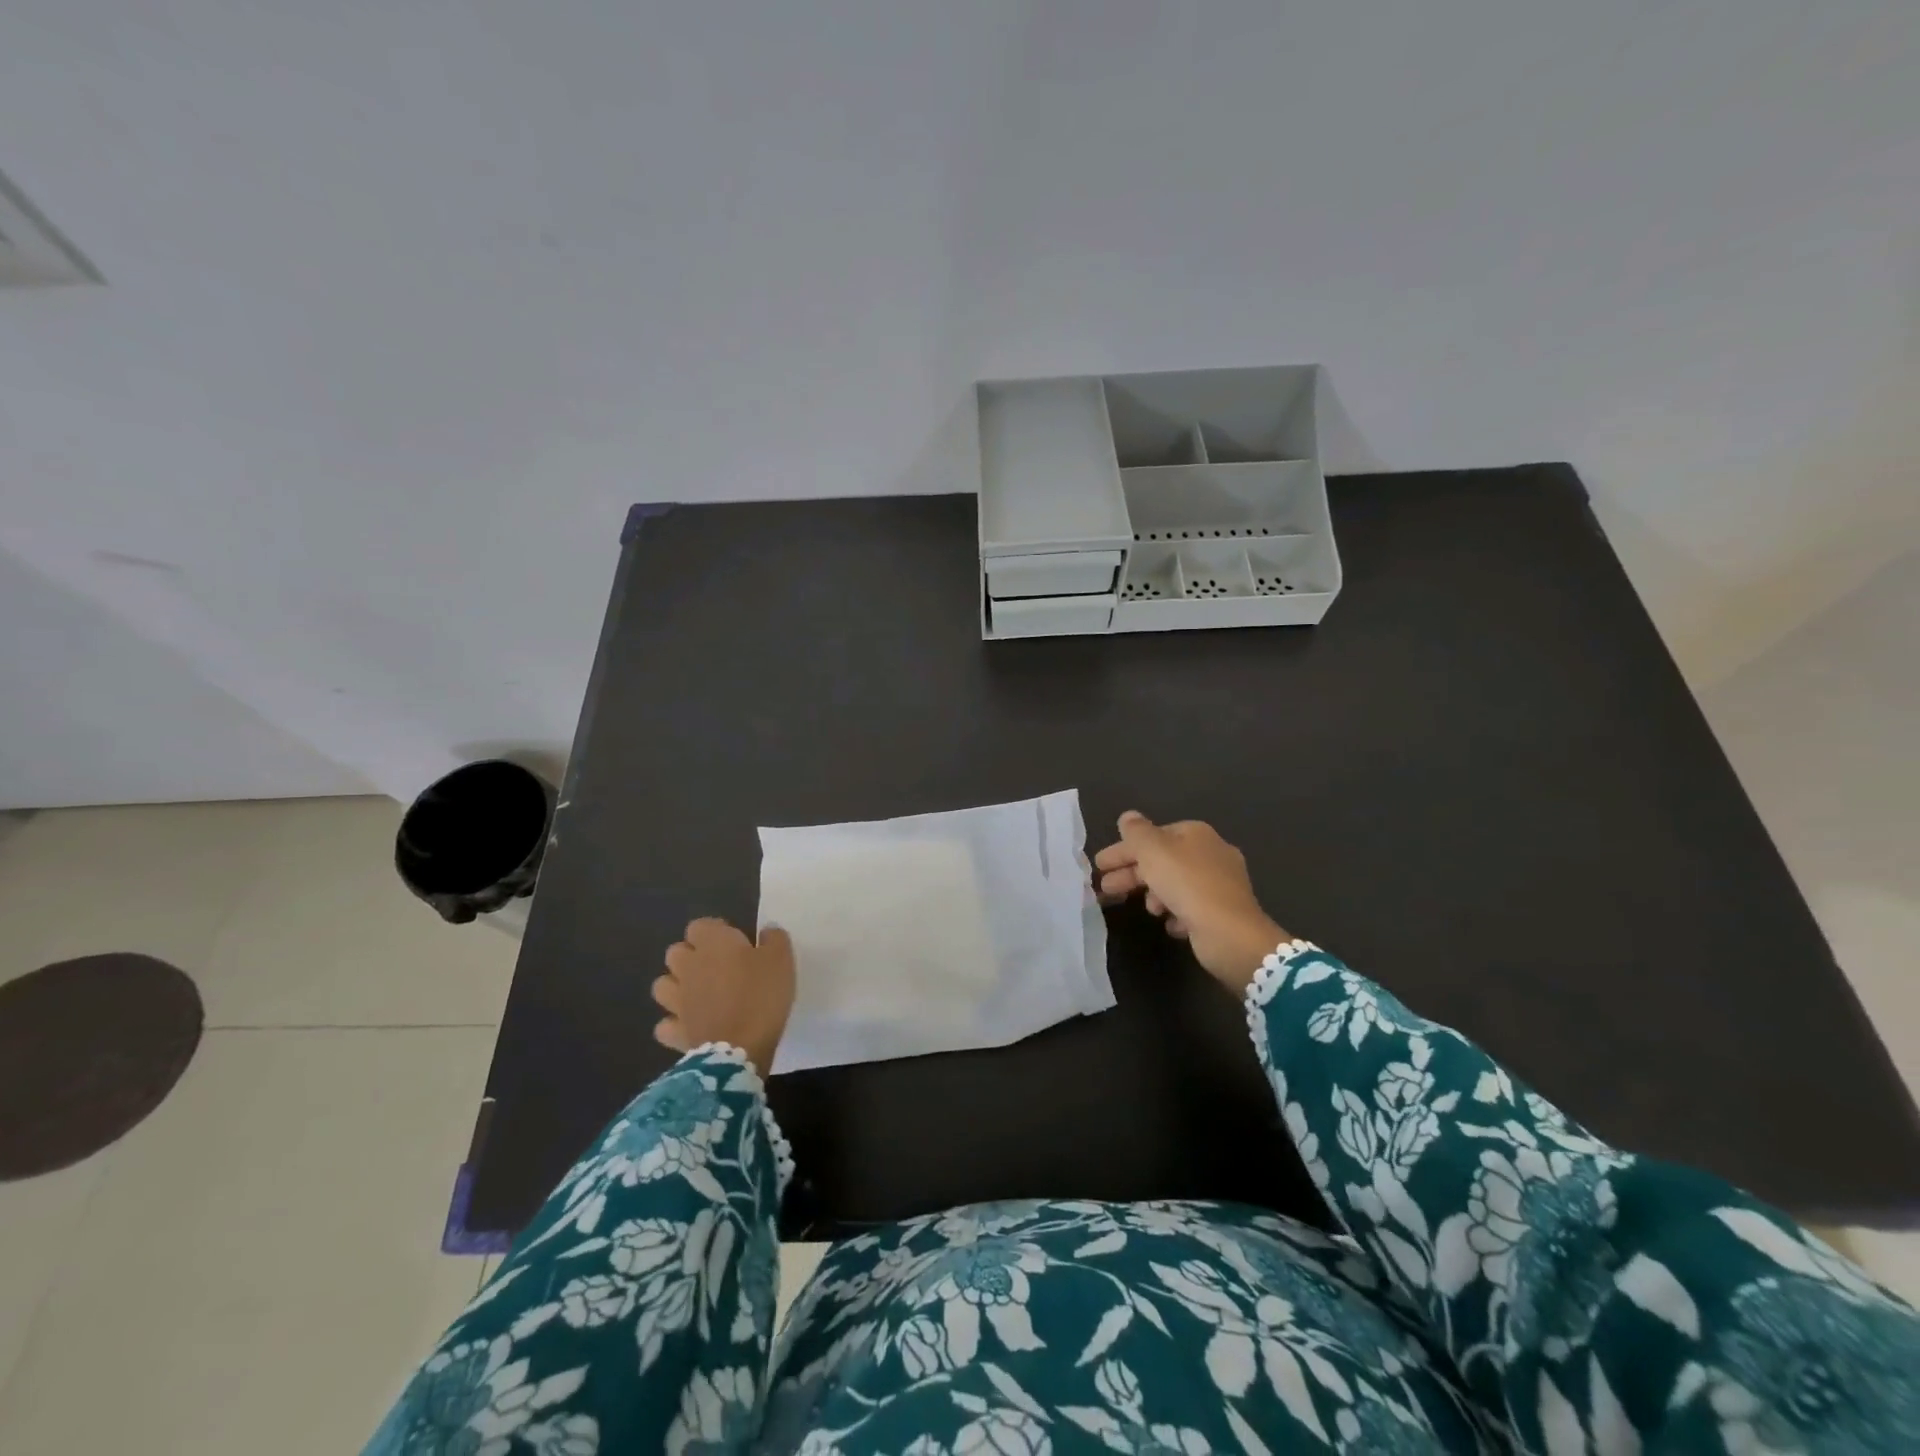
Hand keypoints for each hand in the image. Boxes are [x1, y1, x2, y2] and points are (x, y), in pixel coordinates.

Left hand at [653, 918, 795, 1077]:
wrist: (740, 1047)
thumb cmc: (761, 995)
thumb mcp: (781, 958)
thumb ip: (774, 938)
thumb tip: (766, 931)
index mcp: (712, 943)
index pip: (699, 925)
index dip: (715, 931)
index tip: (735, 942)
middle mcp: (688, 967)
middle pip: (676, 952)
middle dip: (691, 956)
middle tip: (718, 967)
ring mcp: (677, 1000)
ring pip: (662, 985)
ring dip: (677, 987)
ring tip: (699, 995)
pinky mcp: (675, 1031)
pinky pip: (665, 1024)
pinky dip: (675, 1023)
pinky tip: (691, 1025)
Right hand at [1094, 811, 1287, 992]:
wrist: (1230, 934)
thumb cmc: (1187, 884)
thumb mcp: (1153, 851)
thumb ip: (1136, 832)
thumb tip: (1127, 816)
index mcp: (1196, 834)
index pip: (1152, 836)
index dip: (1123, 849)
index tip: (1100, 865)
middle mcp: (1211, 854)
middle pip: (1161, 860)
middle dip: (1132, 874)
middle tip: (1106, 888)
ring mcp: (1220, 884)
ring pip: (1175, 885)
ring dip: (1155, 895)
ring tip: (1149, 910)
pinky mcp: (1223, 912)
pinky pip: (1190, 908)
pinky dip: (1176, 913)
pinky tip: (1170, 923)